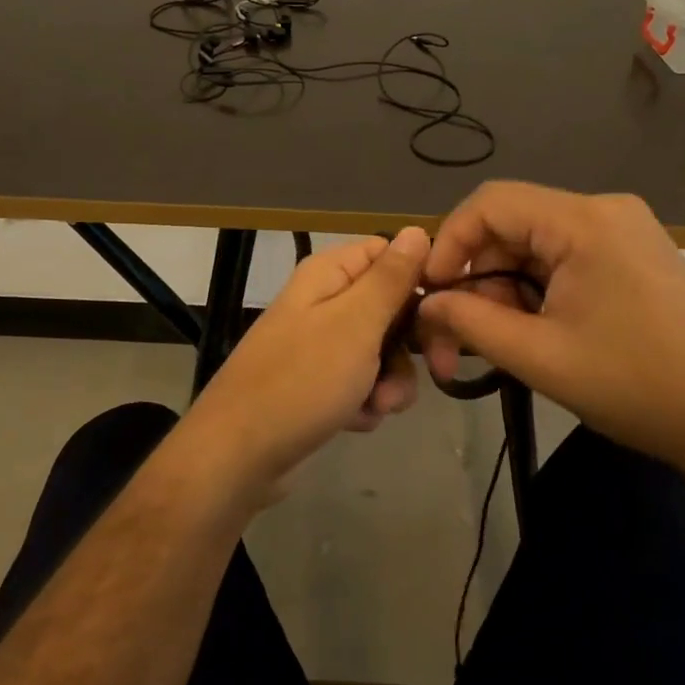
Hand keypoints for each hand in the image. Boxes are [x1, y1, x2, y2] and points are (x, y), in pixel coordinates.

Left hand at [176, 228, 430, 508]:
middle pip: (391, 307)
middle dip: (410, 345)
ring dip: (390, 381)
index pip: (389, 255)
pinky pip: (360, 383)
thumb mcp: (356, 324)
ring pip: (381, 352)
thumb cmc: (302, 380)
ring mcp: (319, 345)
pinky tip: (353, 421)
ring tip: (376, 406)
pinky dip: (365, 402)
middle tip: (435, 371)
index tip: (445, 312)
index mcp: (329, 274)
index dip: (420, 280)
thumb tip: (417, 229)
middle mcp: (323, 302)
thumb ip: (390, 278)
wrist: (240, 454)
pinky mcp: (317, 384)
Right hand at [417, 182, 684, 486]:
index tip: (431, 293)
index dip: (449, 242)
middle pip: (511, 227)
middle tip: (452, 337)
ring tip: (490, 345)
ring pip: (532, 248)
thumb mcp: (539, 356)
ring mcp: (622, 233)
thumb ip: (470, 322)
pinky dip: (533, 293)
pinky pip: (561, 261)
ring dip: (502, 292)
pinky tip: (527, 334)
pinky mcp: (630, 257)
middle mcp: (603, 211)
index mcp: (584, 221)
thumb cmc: (636, 385)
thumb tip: (426, 304)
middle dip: (475, 279)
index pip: (490, 203)